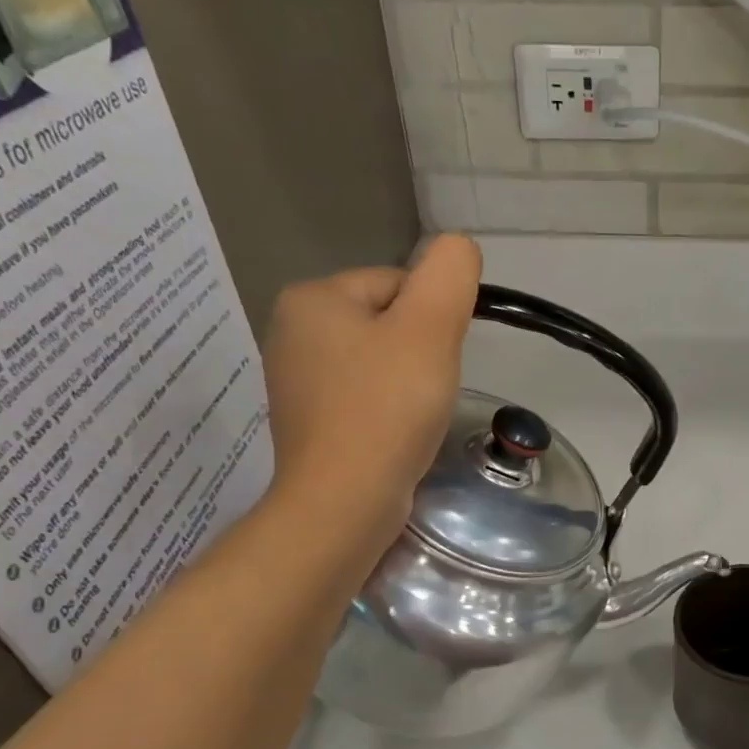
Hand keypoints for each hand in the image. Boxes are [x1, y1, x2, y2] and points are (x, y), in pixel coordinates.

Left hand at [260, 233, 480, 551]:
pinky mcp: (309, 422)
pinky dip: (386, 412)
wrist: (344, 502)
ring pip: (378, 363)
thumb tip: (457, 247)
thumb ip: (449, 273)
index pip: (398, 284)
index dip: (433, 321)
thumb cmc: (386, 409)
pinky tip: (394, 436)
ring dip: (407, 384)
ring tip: (413, 417)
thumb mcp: (430, 327)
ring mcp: (295, 381)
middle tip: (427, 391)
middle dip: (419, 353)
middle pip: (387, 323)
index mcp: (312, 298)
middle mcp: (291, 331)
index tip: (437, 361)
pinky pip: (363, 398)